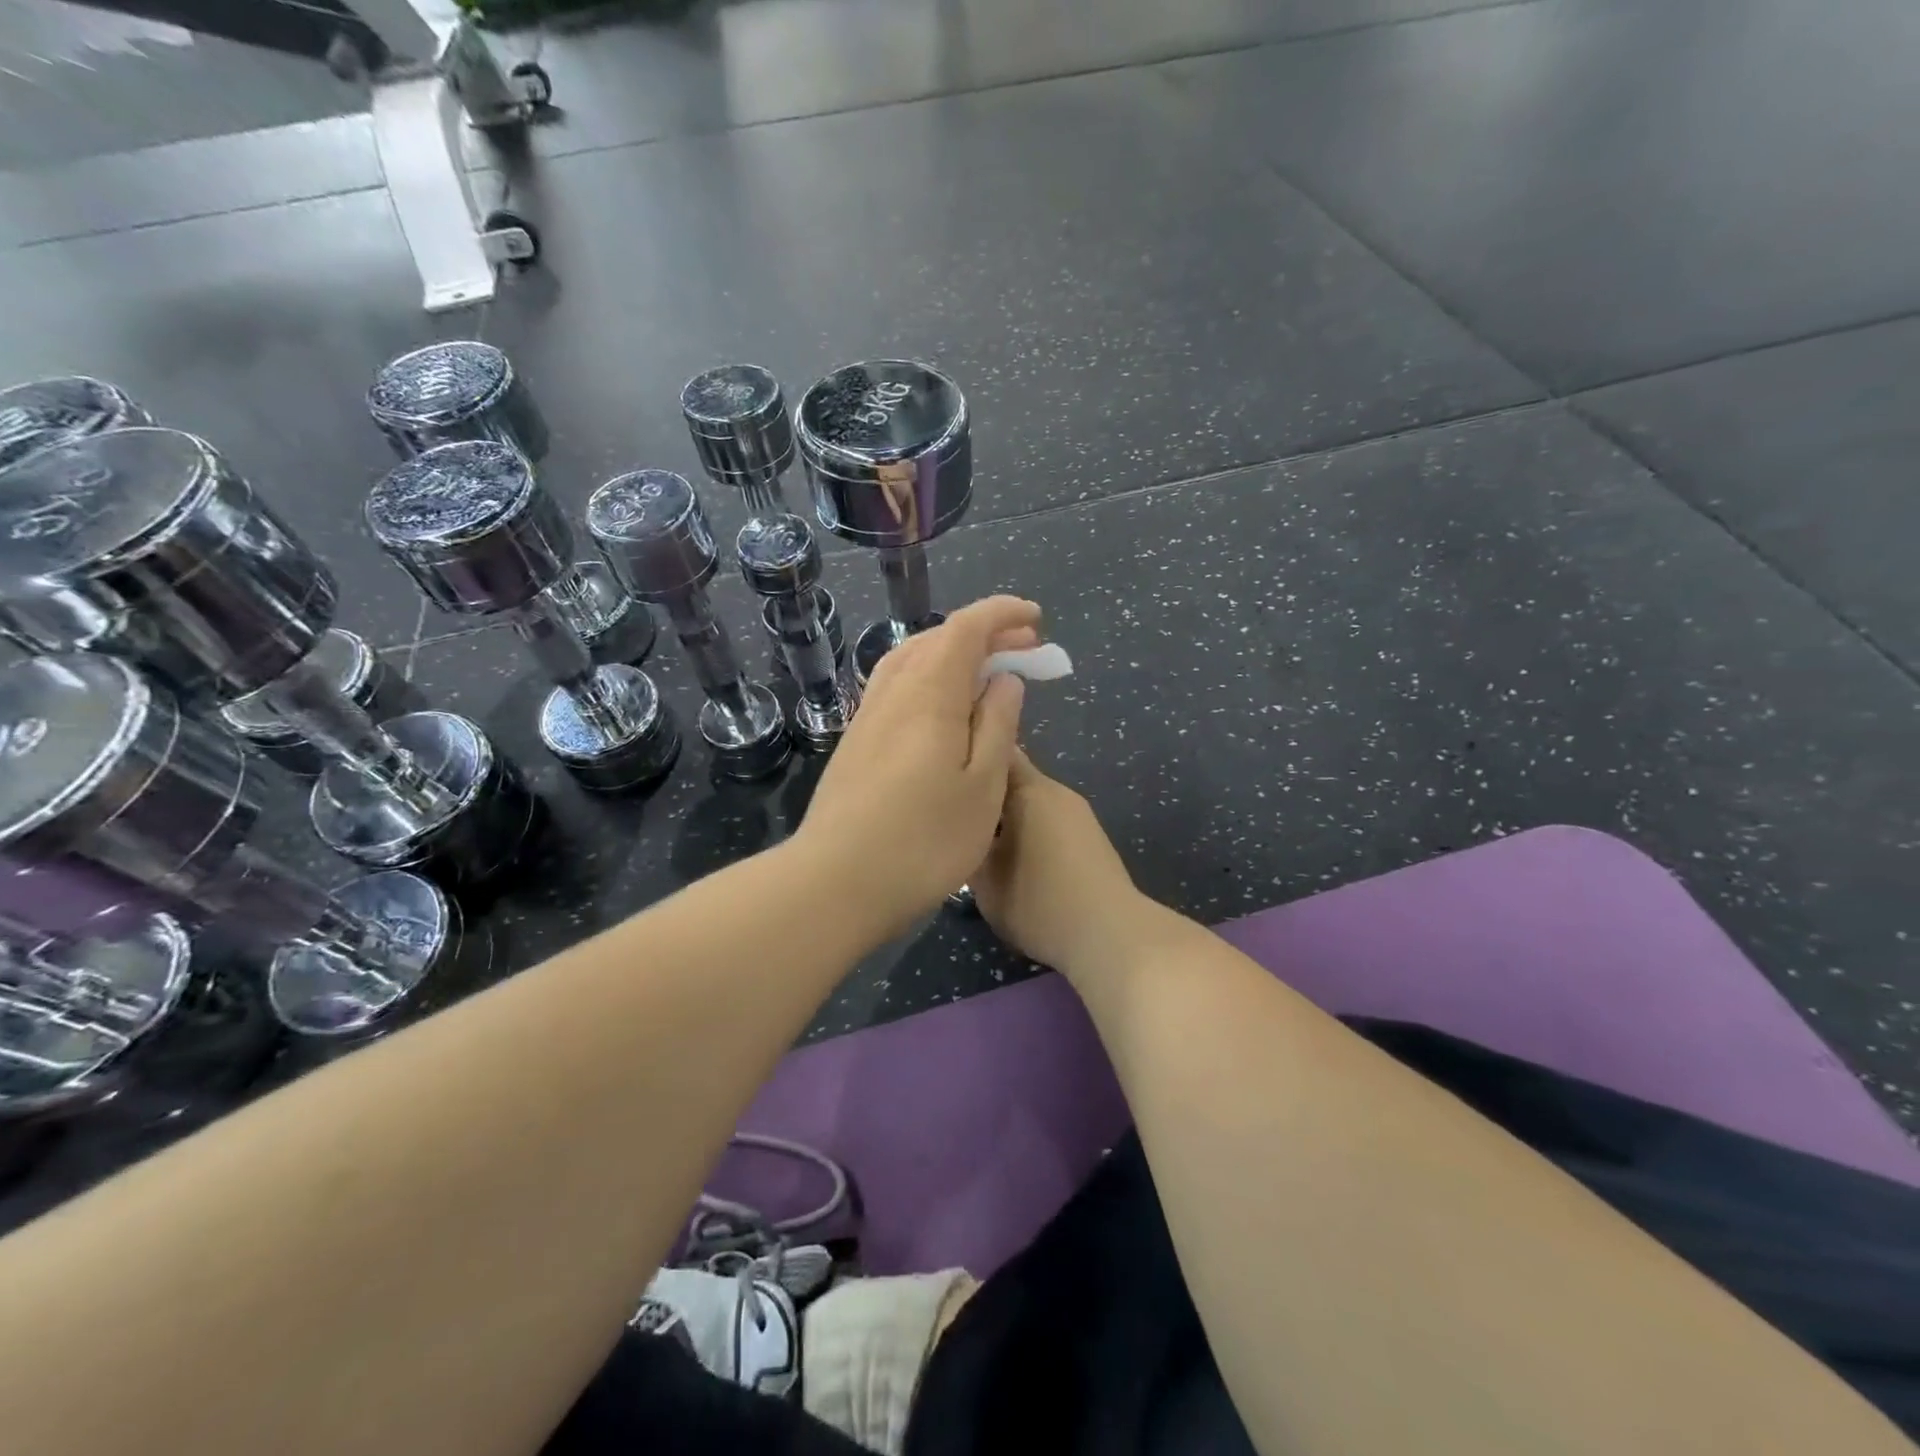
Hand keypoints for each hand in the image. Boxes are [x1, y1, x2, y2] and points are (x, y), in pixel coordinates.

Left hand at [795, 595, 1039, 940]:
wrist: (836, 882)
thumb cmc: (925, 840)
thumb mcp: (983, 785)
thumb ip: (998, 724)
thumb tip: (1004, 678)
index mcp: (930, 693)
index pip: (966, 628)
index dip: (1002, 614)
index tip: (1035, 618)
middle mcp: (894, 692)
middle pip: (937, 639)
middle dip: (983, 634)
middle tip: (1023, 648)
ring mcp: (868, 717)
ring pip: (911, 660)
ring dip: (951, 653)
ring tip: (984, 670)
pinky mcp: (855, 743)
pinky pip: (896, 687)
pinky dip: (927, 678)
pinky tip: (940, 707)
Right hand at [971, 749, 1153, 978]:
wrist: (1111, 935)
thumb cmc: (1038, 902)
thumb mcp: (983, 879)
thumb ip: (964, 842)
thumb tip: (957, 827)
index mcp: (1027, 789)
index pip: (993, 752)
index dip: (966, 759)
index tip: (942, 778)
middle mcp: (1055, 791)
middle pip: (1012, 777)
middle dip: (985, 794)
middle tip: (956, 819)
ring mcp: (1078, 813)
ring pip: (1032, 802)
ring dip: (1008, 816)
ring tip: (984, 844)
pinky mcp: (1091, 838)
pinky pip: (1050, 821)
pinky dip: (1030, 832)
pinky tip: (1019, 861)